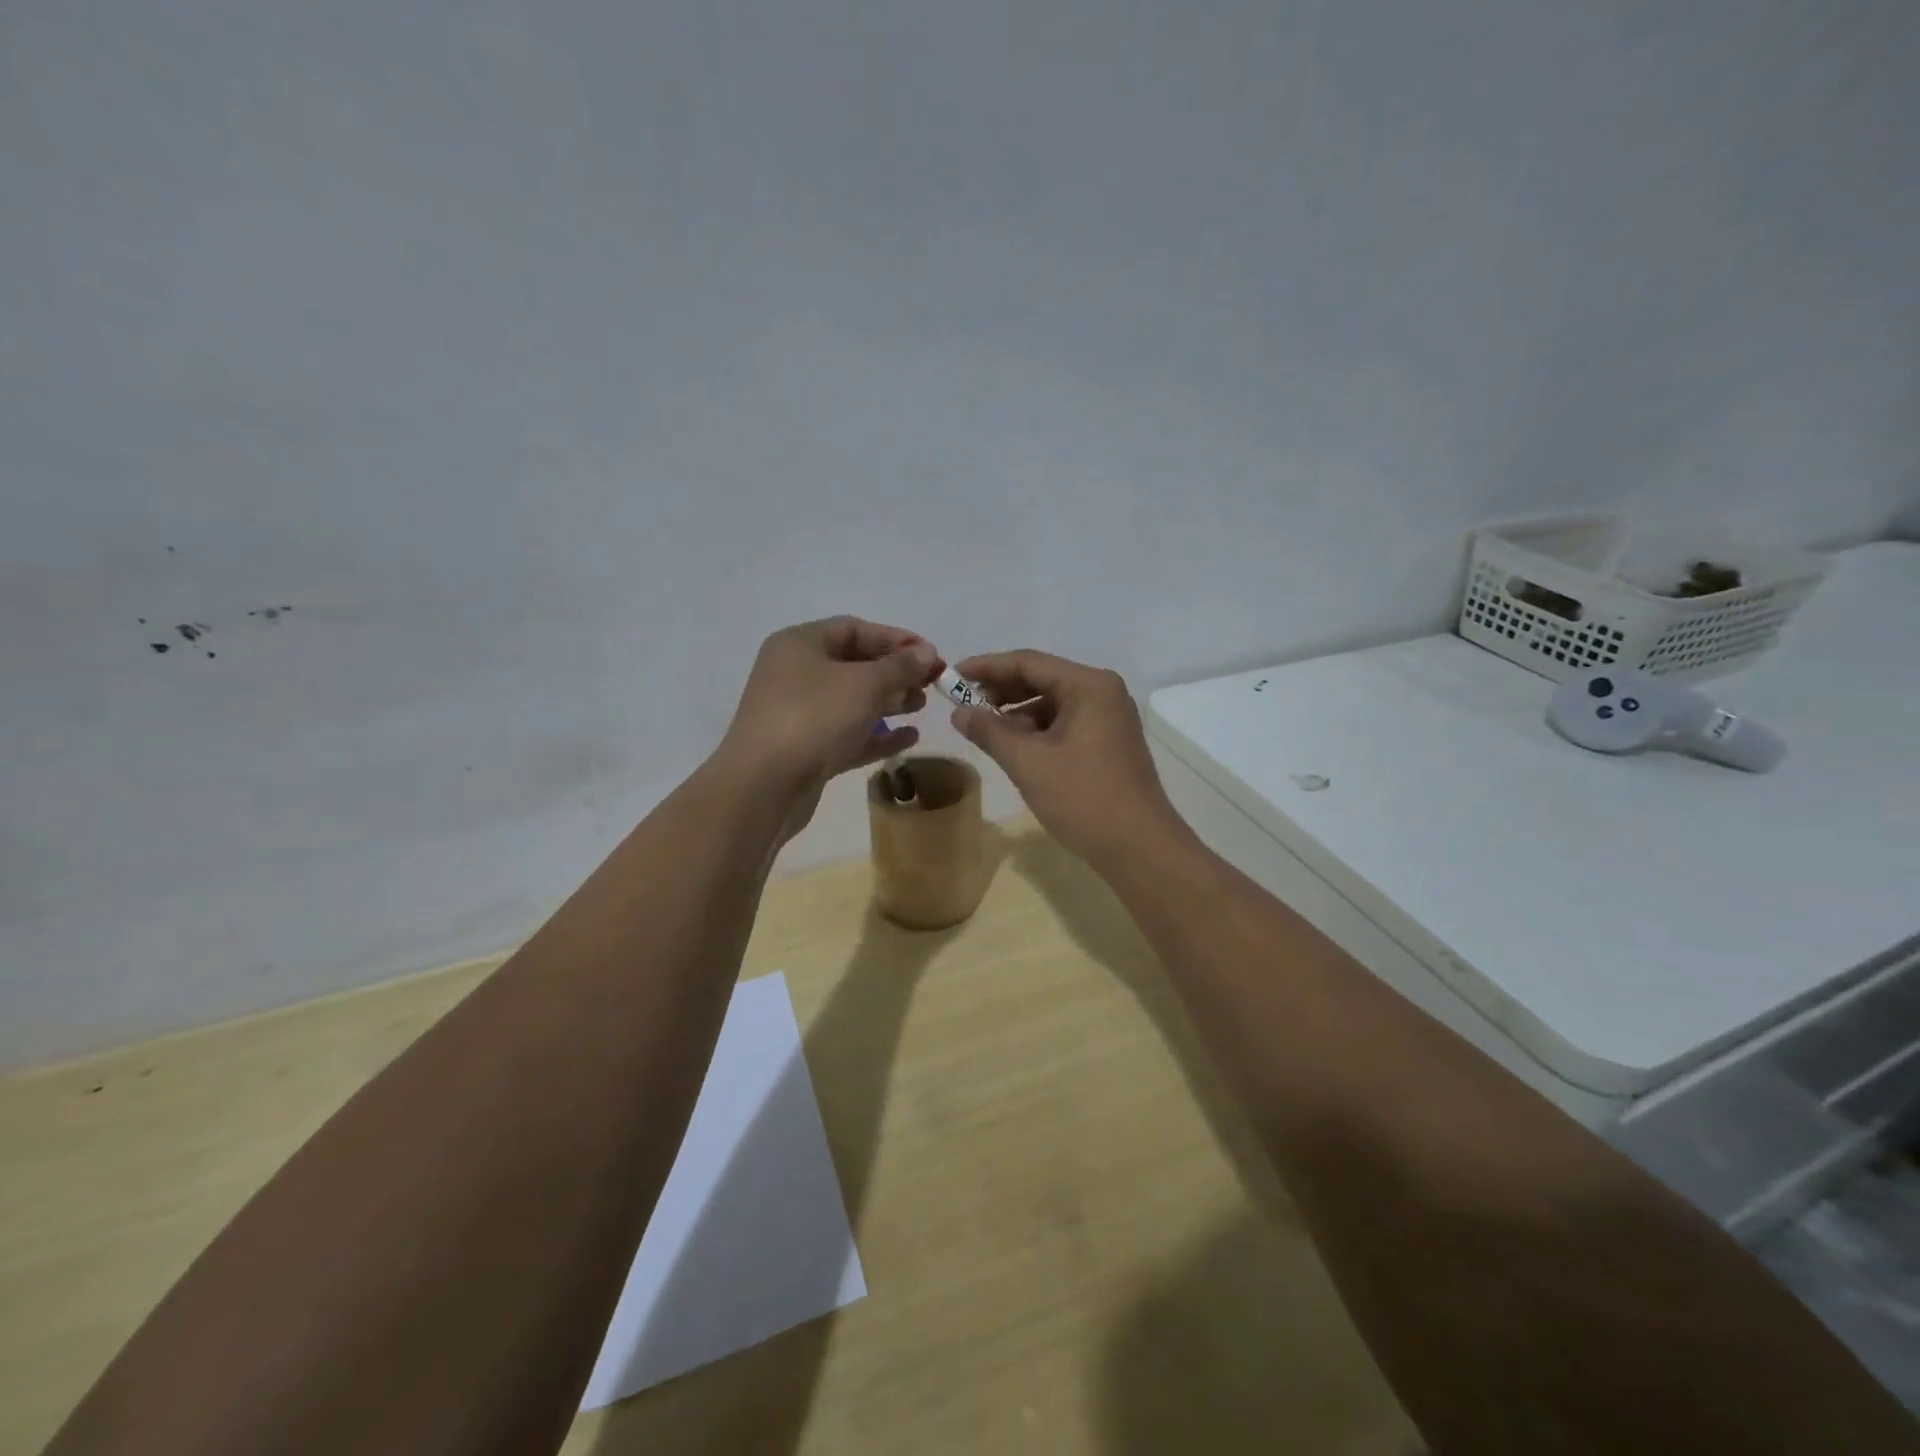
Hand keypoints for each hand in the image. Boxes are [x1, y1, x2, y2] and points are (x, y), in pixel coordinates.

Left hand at [717, 617, 942, 832]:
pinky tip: (909, 739)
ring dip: (889, 702)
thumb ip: (899, 666)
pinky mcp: (806, 750)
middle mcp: (795, 674)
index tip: (932, 655)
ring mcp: (799, 714)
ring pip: (852, 701)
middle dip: (895, 672)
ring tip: (922, 707)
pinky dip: (877, 734)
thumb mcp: (864, 684)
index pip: (854, 629)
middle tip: (931, 684)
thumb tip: (926, 652)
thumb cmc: (813, 719)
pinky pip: (848, 734)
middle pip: (854, 665)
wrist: (763, 787)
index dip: (896, 639)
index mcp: (800, 645)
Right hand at [949, 650, 1187, 868]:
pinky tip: (1013, 748)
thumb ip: (989, 731)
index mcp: (1088, 685)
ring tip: (983, 730)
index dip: (987, 667)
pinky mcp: (1108, 743)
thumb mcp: (1028, 762)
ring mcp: (1108, 718)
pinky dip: (1036, 731)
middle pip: (1042, 679)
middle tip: (962, 703)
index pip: (1028, 662)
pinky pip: (1064, 724)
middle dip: (1001, 691)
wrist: (1138, 848)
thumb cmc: (1083, 797)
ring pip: (1052, 704)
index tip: (952, 674)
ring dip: (1016, 714)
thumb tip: (958, 712)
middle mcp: (1102, 693)